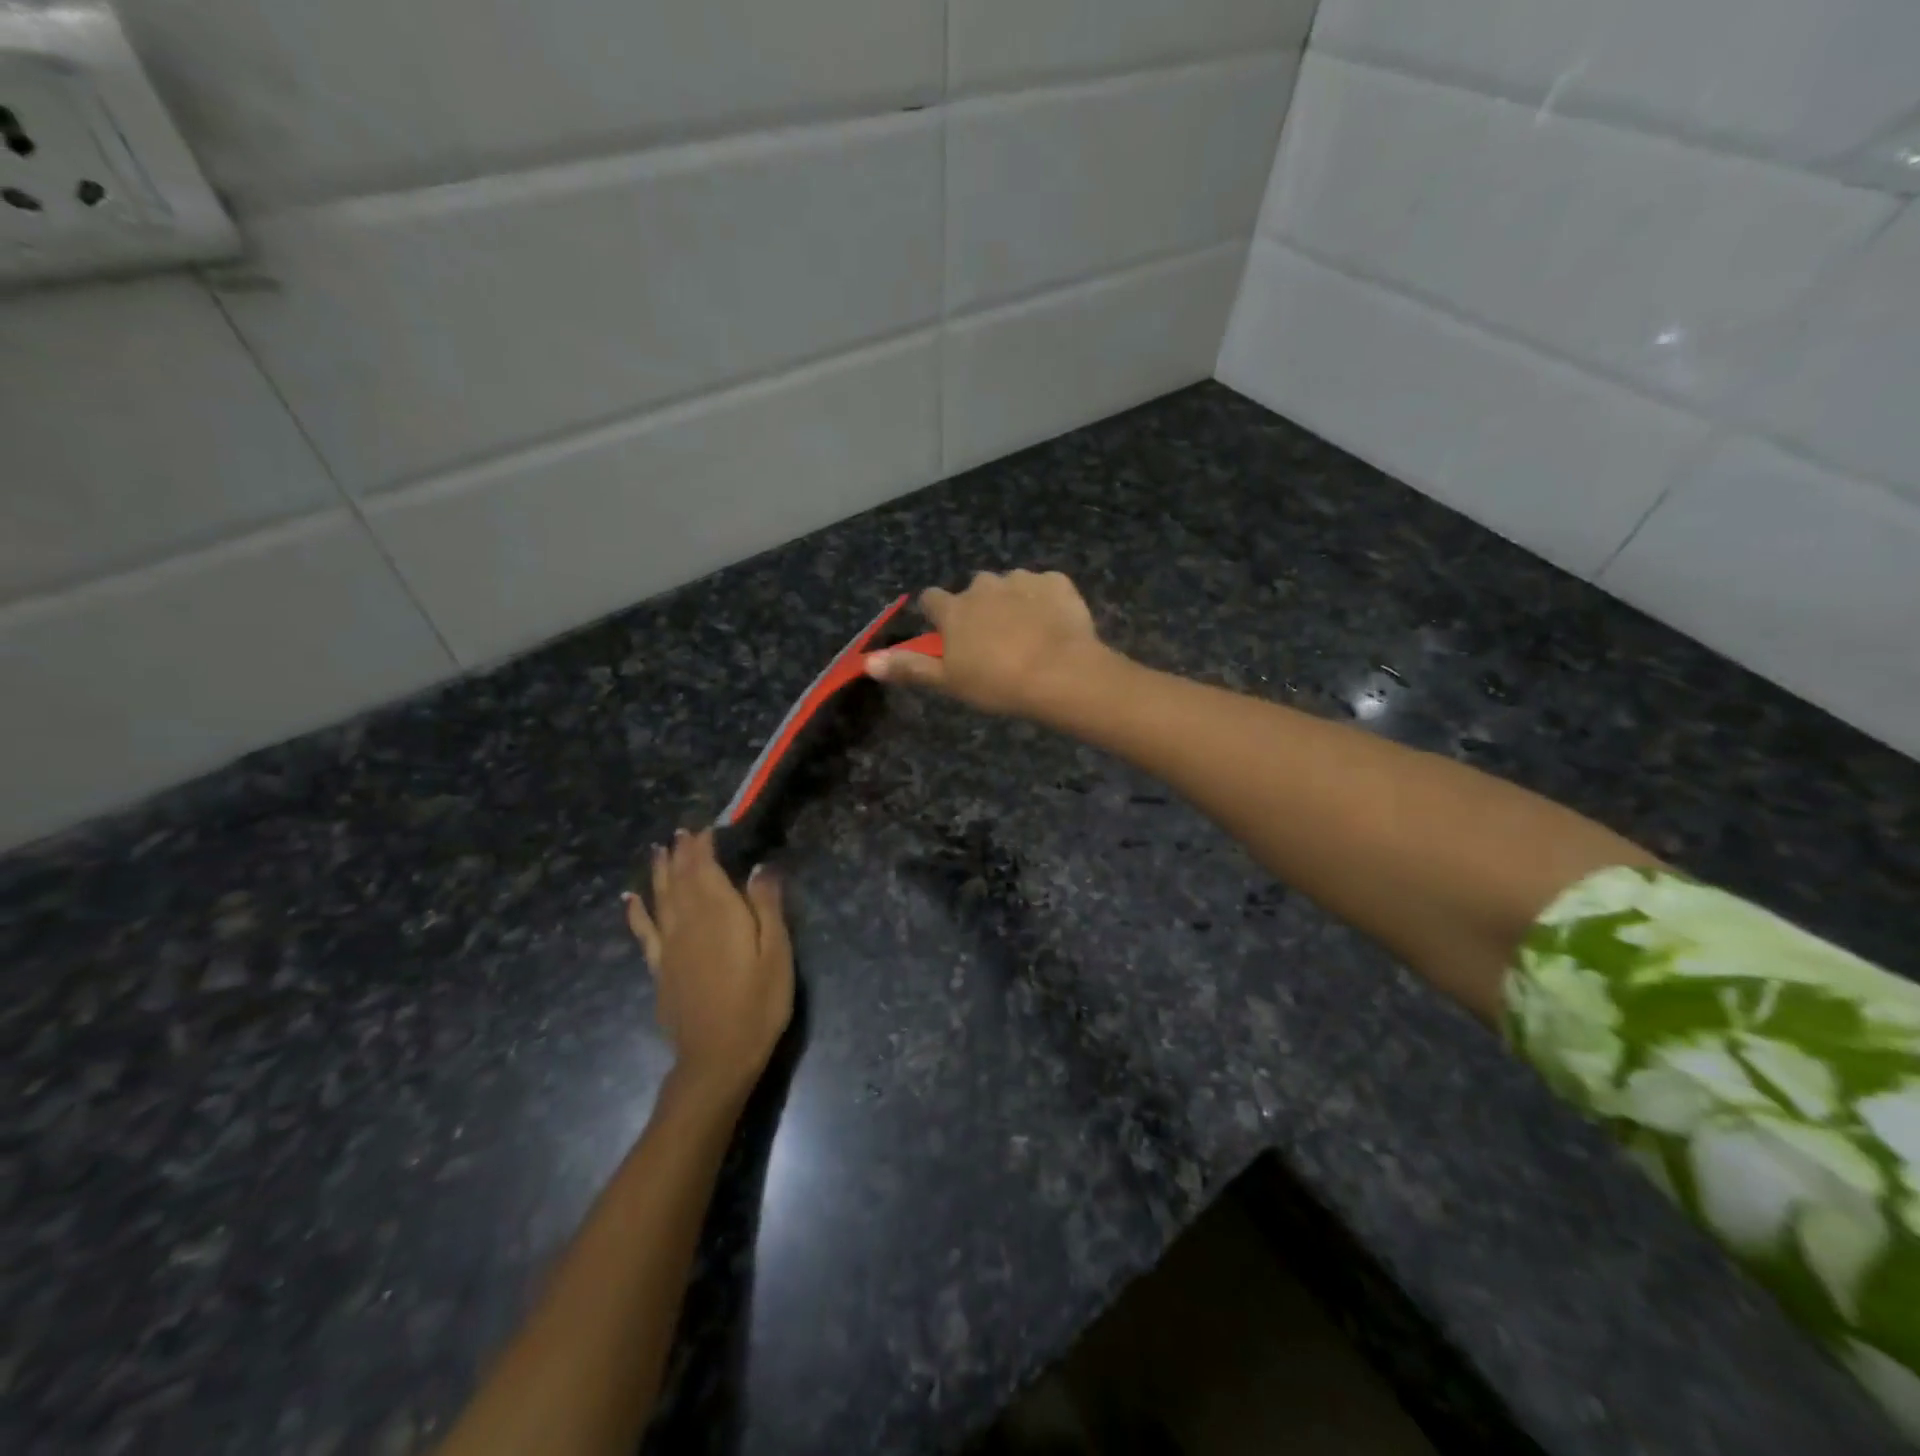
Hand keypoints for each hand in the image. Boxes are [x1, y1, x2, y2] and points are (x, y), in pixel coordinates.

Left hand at [623, 831, 793, 1099]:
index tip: (707, 827)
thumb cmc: (758, 1003)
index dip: (703, 845)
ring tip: (658, 851)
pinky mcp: (659, 968)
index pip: (705, 868)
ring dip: (659, 872)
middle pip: (680, 878)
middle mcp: (688, 921)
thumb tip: (759, 867)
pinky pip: (643, 931)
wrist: (717, 1057)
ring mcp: (669, 946)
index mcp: (719, 913)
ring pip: (660, 898)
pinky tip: (629, 899)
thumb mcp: (776, 953)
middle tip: (681, 832)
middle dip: (681, 853)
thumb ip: (766, 906)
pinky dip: (635, 911)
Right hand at [865, 569, 1113, 718]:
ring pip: (1010, 585)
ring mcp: (1022, 579)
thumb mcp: (949, 682)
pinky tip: (1054, 625)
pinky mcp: (1056, 581)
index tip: (948, 634)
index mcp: (954, 608)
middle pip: (973, 590)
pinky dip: (1045, 600)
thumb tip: (868, 662)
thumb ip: (910, 668)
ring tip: (1028, 634)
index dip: (937, 615)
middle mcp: (983, 585)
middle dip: (980, 608)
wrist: (1060, 673)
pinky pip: (1045, 586)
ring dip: (1013, 601)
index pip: (931, 599)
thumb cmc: (998, 683)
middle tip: (994, 641)